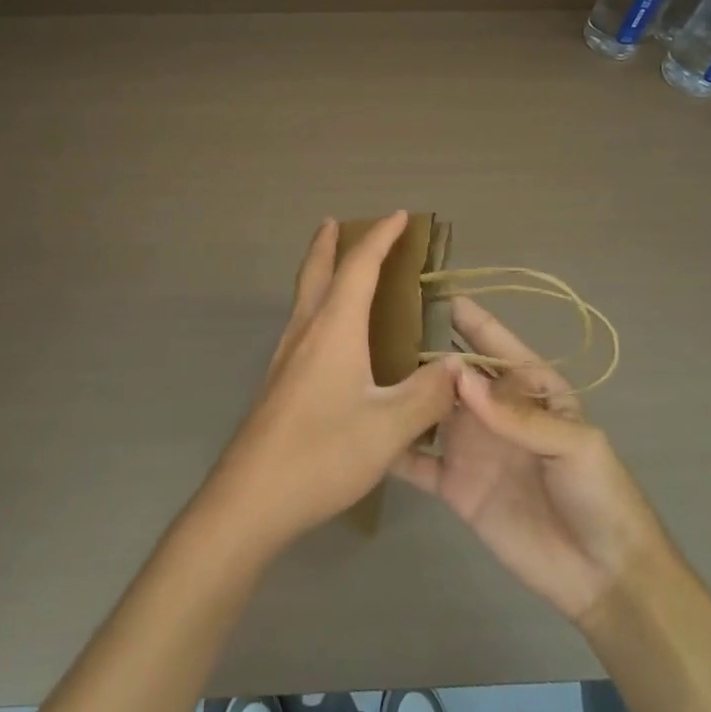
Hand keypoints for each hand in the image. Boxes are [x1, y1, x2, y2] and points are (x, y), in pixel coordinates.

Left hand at [204, 213, 459, 552]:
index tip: (400, 216)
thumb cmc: (322, 454)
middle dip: (329, 243)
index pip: (359, 268)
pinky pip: (301, 322)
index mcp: (333, 329)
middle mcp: (305, 331)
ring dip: (319, 271)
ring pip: (304, 297)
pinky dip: (316, 303)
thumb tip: (459, 365)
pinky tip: (326, 333)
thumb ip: (428, 395)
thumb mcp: (388, 428)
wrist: (251, 496)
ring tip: (333, 266)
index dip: (380, 238)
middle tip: (335, 222)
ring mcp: (286, 356)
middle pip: (316, 271)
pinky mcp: (278, 380)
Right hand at [392, 297, 665, 624]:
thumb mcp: (574, 445)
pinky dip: (393, 446)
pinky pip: (416, 461)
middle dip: (425, 351)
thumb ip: (517, 414)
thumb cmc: (600, 496)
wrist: (603, 578)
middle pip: (454, 374)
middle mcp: (493, 412)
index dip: (473, 321)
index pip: (497, 348)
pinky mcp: (452, 484)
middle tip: (380, 325)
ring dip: (403, 392)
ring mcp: (469, 447)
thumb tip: (458, 375)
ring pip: (428, 410)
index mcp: (530, 392)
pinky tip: (363, 429)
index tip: (440, 295)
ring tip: (363, 368)